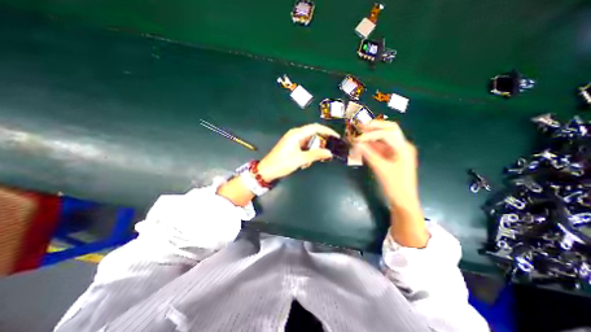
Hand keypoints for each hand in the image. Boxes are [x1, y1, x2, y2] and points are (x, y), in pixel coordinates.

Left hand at [259, 123, 338, 180]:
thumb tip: (329, 153)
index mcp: (297, 134)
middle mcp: (295, 134)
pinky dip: (308, 154)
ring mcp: (293, 140)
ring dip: (313, 151)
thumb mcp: (300, 159)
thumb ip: (315, 155)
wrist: (267, 170)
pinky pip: (304, 147)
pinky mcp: (292, 146)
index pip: (315, 128)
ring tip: (310, 162)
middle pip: (313, 134)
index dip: (327, 131)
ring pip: (309, 142)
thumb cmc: (282, 163)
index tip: (336, 137)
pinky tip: (305, 163)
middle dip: (320, 144)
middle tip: (327, 152)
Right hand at [355, 121, 419, 208]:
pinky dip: (372, 144)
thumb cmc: (395, 185)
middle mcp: (402, 146)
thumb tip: (356, 142)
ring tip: (358, 134)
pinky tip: (363, 144)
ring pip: (384, 138)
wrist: (403, 200)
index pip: (386, 133)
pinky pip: (381, 147)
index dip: (370, 133)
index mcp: (403, 148)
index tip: (357, 138)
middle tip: (359, 127)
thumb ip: (368, 154)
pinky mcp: (392, 157)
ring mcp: (397, 151)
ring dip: (371, 135)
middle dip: (374, 127)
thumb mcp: (381, 169)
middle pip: (388, 130)